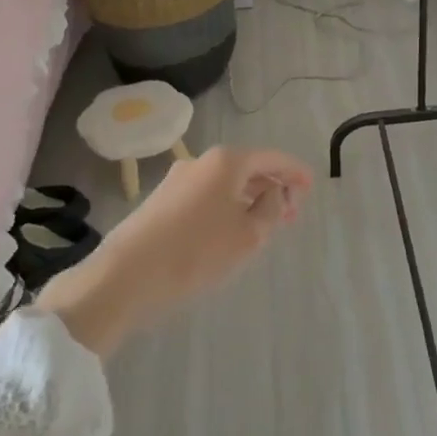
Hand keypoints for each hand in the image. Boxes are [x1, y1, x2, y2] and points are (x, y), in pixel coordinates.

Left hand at [36, 146, 312, 355]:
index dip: (294, 172)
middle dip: (273, 187)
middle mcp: (202, 161)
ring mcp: (177, 180)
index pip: (271, 158)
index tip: (311, 186)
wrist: (125, 277)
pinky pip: (206, 195)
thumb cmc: (196, 252)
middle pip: (248, 168)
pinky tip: (230, 229)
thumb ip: (270, 209)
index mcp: (227, 161)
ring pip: (226, 183)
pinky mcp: (161, 201)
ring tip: (265, 223)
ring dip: (249, 198)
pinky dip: (227, 206)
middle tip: (292, 212)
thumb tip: (273, 193)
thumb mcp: (249, 235)